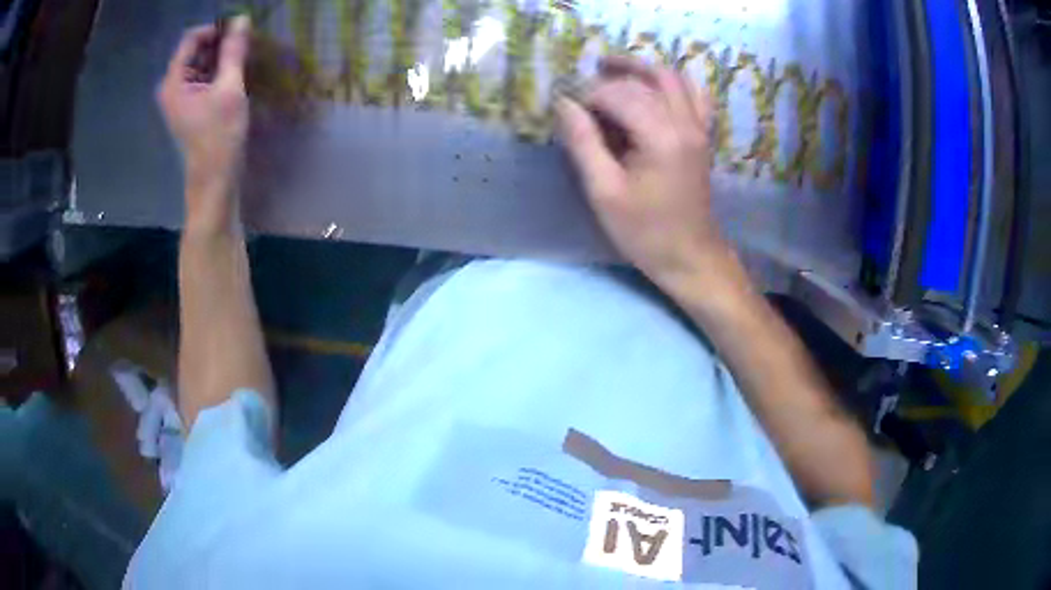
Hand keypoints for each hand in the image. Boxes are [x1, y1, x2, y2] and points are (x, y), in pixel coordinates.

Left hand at [157, 16, 250, 231]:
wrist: (214, 179)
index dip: (215, 29)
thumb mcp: (229, 88)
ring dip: (220, 57)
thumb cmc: (219, 135)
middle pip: (195, 50)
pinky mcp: (188, 107)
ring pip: (200, 63)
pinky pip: (202, 78)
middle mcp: (171, 87)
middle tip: (243, 44)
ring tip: (242, 59)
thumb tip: (242, 19)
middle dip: (219, 43)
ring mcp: (179, 98)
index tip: (239, 30)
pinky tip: (233, 74)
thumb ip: (233, 52)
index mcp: (173, 82)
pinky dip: (217, 71)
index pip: (191, 40)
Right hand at [556, 57, 734, 289]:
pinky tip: (653, 88)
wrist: (690, 255)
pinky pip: (694, 93)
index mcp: (660, 136)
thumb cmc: (645, 231)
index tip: (568, 113)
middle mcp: (684, 122)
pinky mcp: (703, 134)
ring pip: (671, 78)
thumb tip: (564, 104)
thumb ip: (583, 142)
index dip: (588, 97)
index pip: (618, 94)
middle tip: (584, 91)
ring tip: (612, 70)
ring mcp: (698, 126)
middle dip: (610, 79)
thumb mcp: (604, 192)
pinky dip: (671, 83)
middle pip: (644, 79)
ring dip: (641, 69)